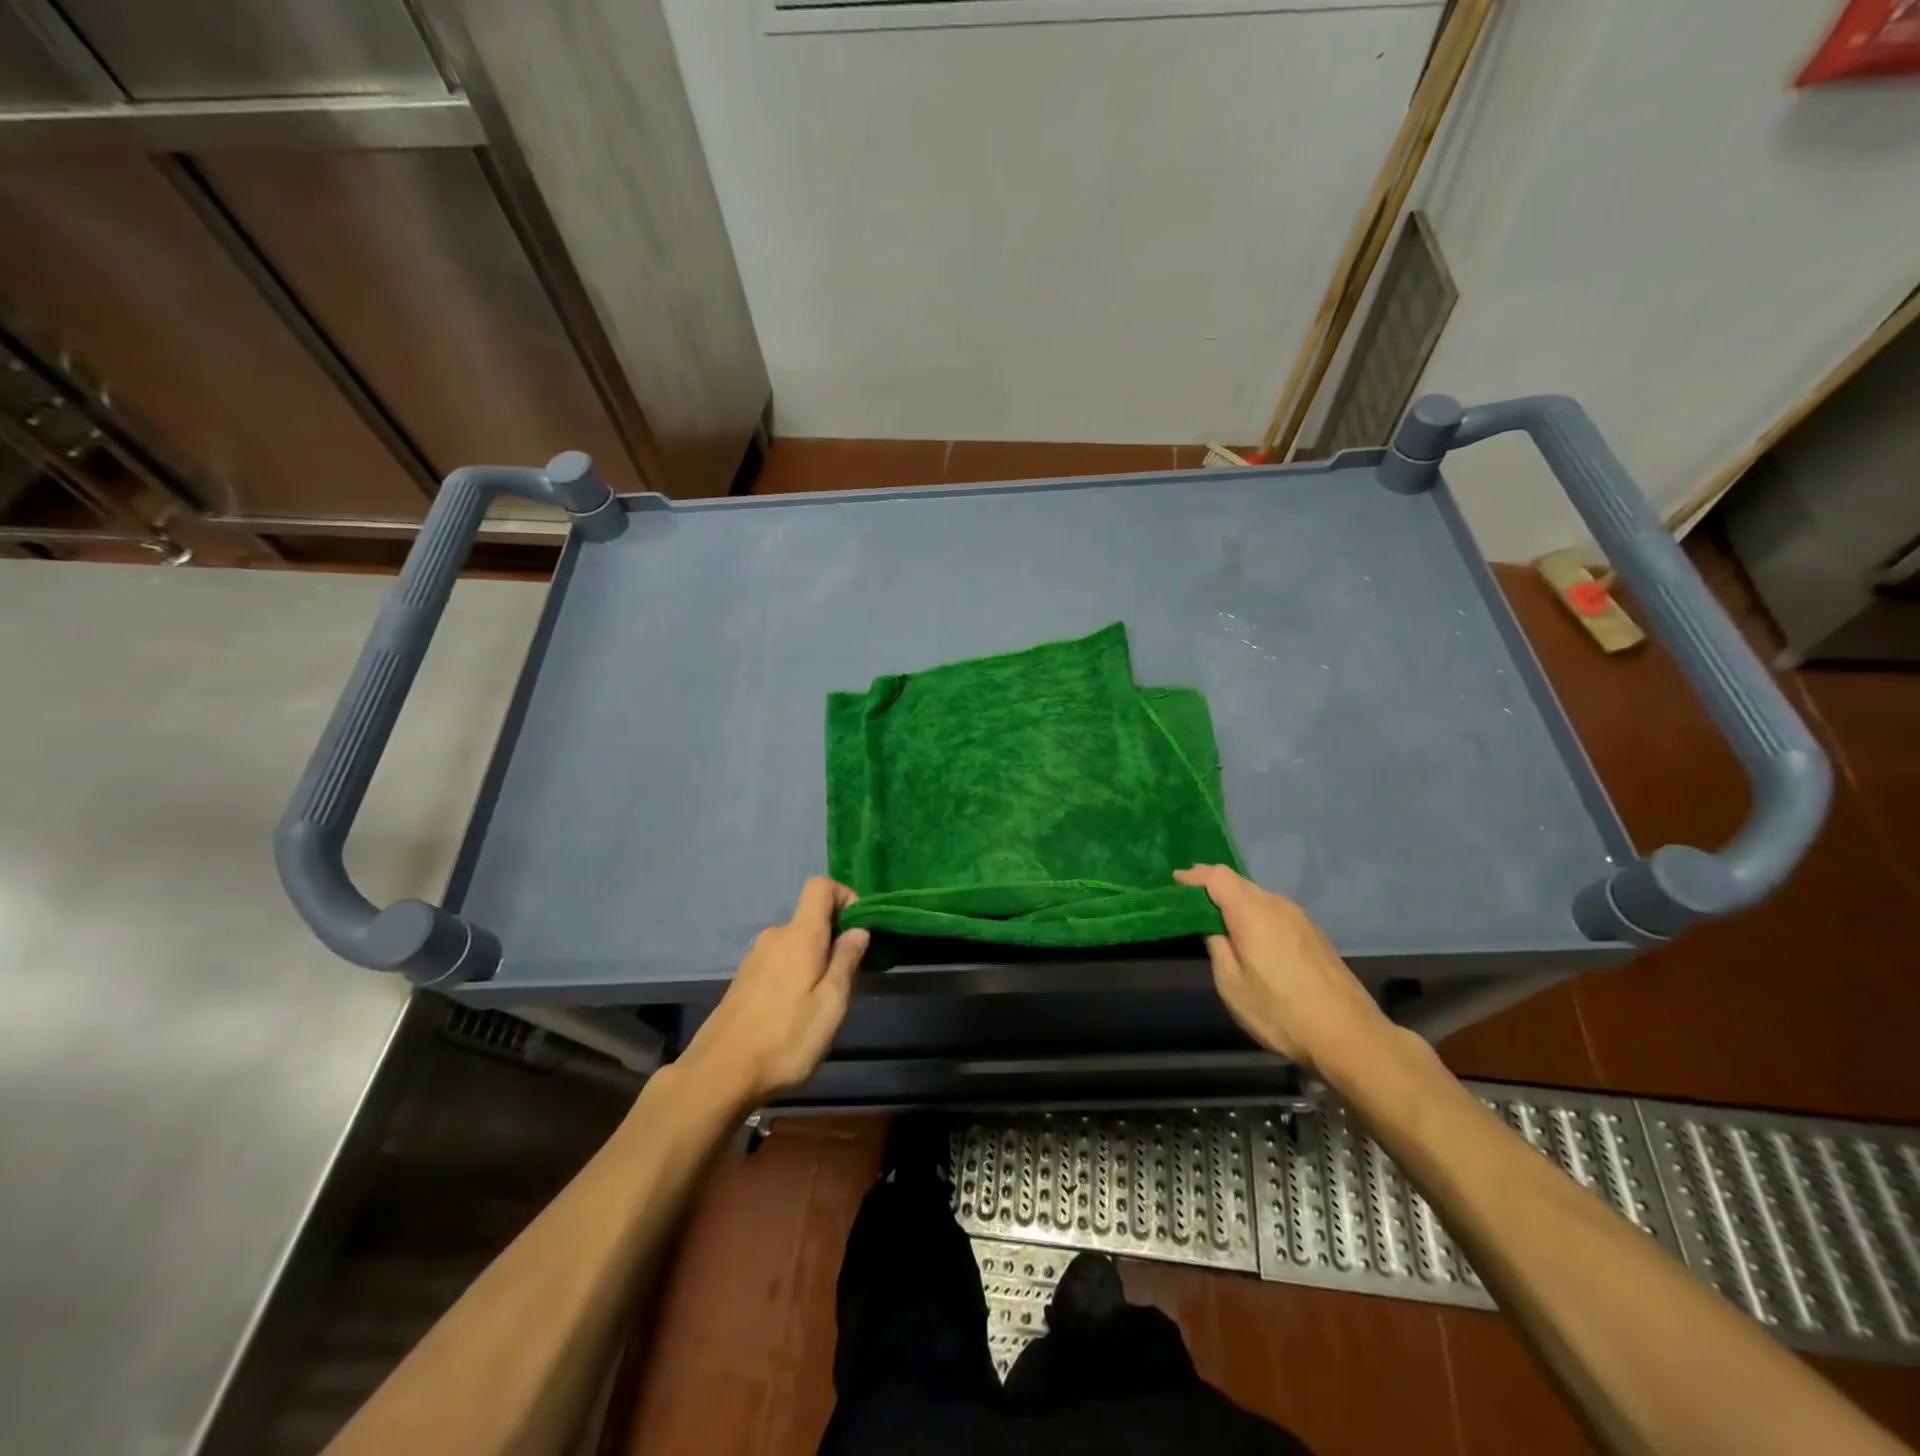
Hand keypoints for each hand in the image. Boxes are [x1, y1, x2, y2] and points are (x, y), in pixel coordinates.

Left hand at [677, 879, 868, 1106]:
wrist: (718, 1075)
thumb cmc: (785, 1039)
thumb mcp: (830, 1004)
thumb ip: (846, 961)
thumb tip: (859, 929)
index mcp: (799, 935)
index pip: (820, 886)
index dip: (845, 897)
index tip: (860, 931)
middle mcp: (775, 936)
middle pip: (811, 918)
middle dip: (835, 939)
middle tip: (849, 980)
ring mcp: (755, 958)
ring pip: (796, 943)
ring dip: (816, 961)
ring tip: (822, 1003)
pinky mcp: (744, 980)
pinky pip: (780, 961)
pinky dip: (795, 974)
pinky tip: (795, 1013)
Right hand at [1174, 864, 1388, 1069]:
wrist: (1350, 1036)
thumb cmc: (1282, 1012)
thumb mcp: (1233, 986)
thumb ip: (1218, 949)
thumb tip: (1215, 930)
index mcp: (1252, 913)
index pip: (1218, 877)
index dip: (1195, 876)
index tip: (1175, 882)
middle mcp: (1277, 906)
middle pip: (1239, 883)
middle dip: (1212, 886)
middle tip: (1189, 898)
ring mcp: (1300, 919)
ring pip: (1259, 897)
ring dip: (1236, 901)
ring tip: (1217, 917)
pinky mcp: (1314, 935)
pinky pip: (1274, 911)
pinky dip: (1255, 913)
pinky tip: (1250, 934)